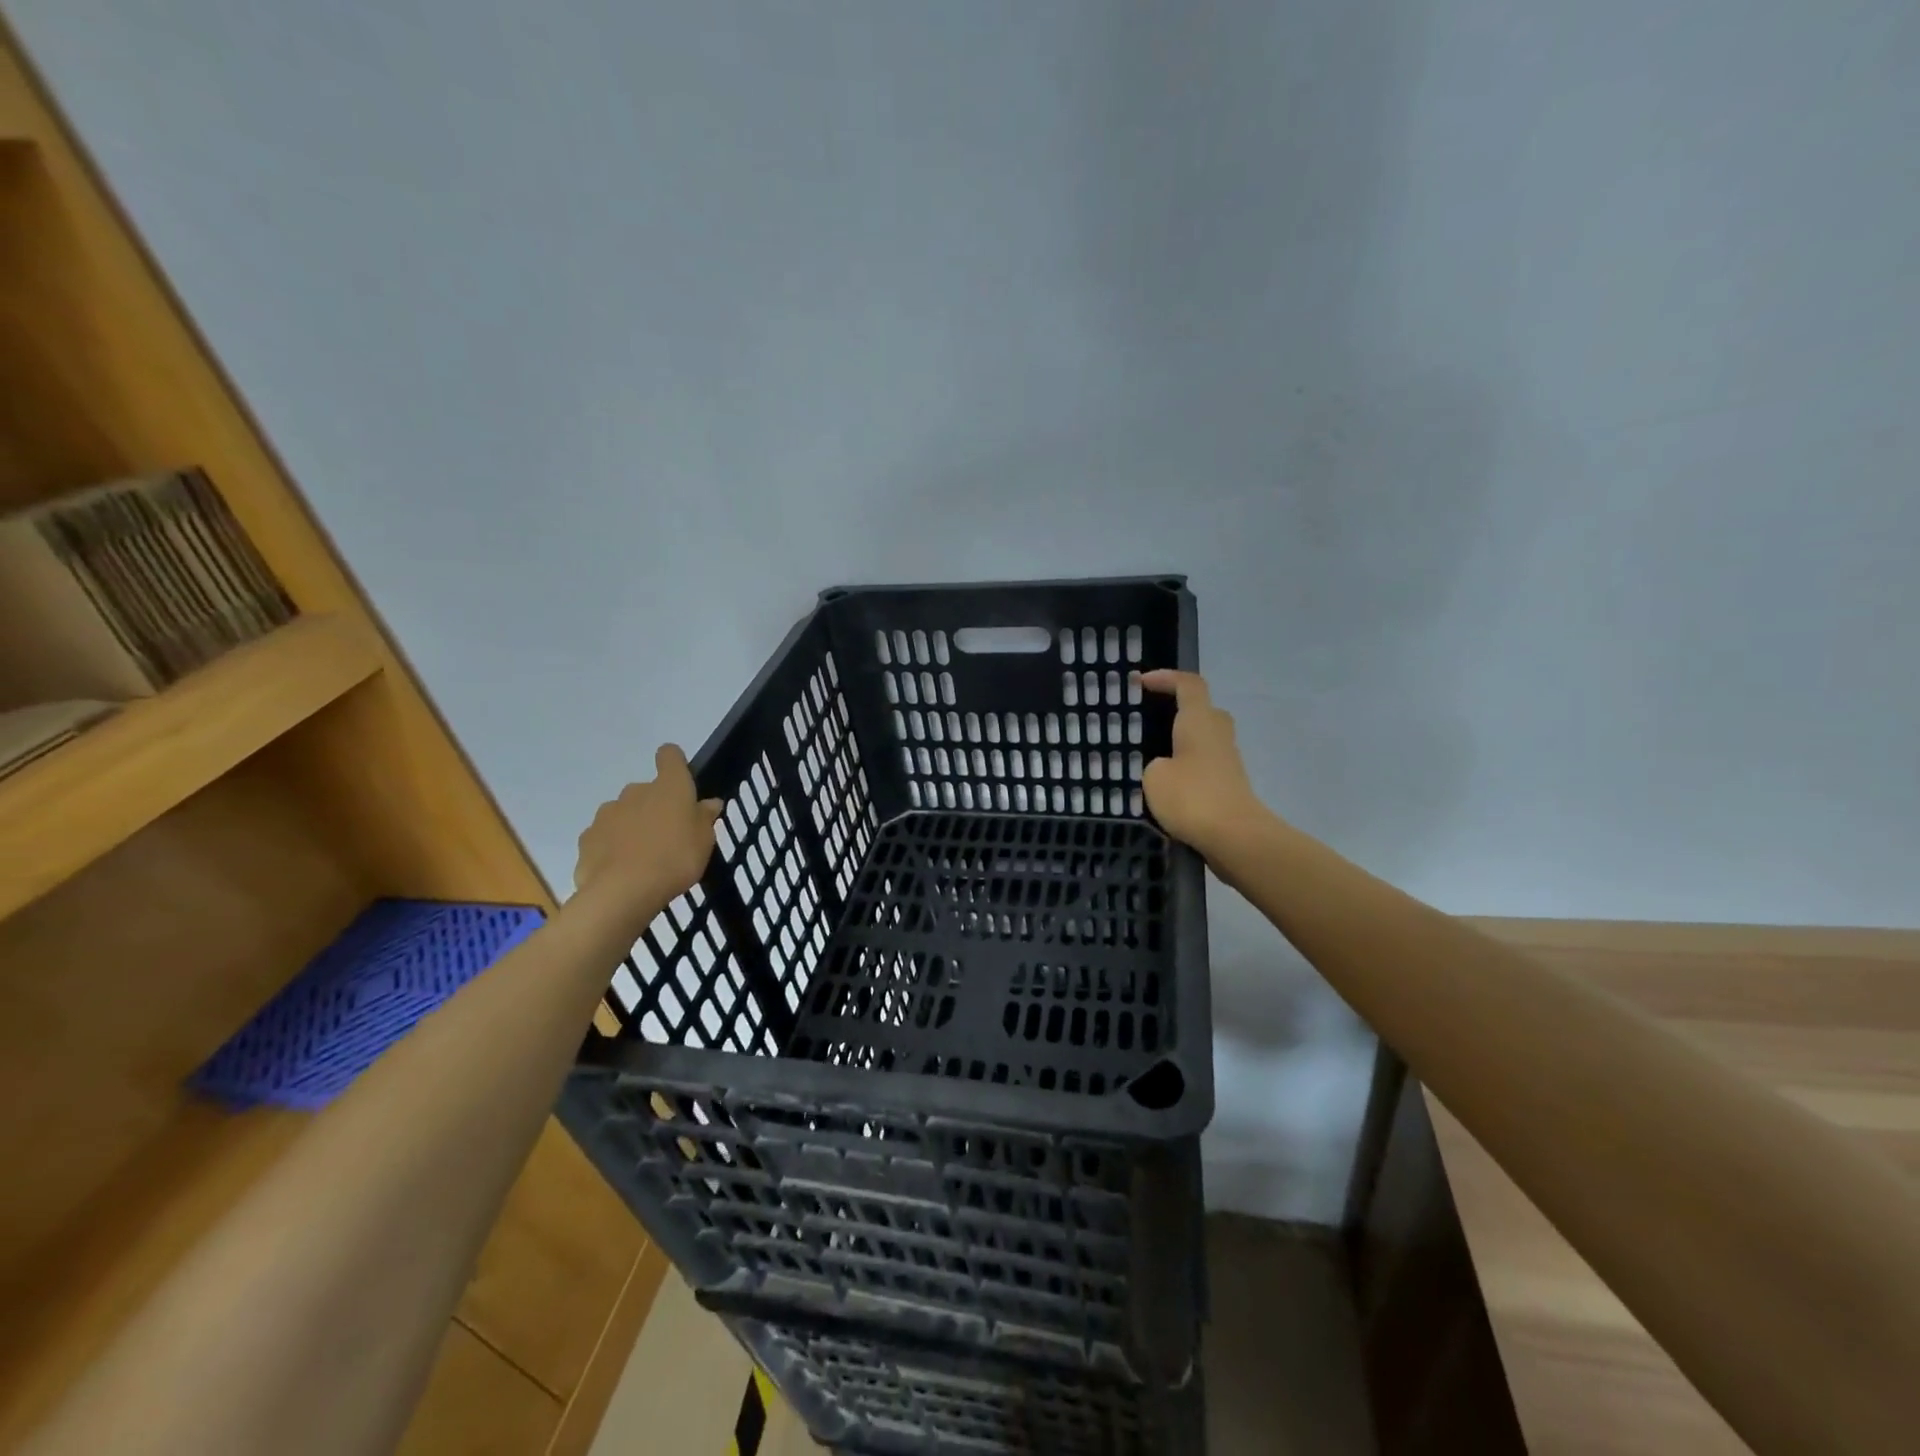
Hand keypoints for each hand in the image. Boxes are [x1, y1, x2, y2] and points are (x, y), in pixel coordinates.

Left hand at [573, 745, 722, 926]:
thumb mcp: (704, 841)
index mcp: (669, 787)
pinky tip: (622, 870)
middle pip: (646, 790)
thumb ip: (704, 818)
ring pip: (623, 813)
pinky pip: (605, 837)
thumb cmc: (675, 859)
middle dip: (655, 806)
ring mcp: (607, 814)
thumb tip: (708, 803)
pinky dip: (612, 847)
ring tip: (643, 857)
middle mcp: (636, 791)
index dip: (674, 762)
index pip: (670, 755)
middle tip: (667, 835)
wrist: (623, 892)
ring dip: (632, 826)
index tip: (680, 779)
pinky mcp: (587, 838)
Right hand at [1140, 671, 1264, 854]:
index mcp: (1199, 721)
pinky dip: (1188, 768)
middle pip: (1203, 710)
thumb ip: (1155, 765)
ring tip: (1154, 756)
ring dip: (1183, 742)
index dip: (1166, 678)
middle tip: (1152, 720)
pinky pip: (1205, 766)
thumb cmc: (1192, 797)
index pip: (1188, 684)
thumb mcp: (1154, 776)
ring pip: (1205, 739)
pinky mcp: (1230, 786)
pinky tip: (1167, 787)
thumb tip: (1165, 768)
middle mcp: (1218, 734)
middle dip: (1179, 710)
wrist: (1235, 837)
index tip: (1141, 682)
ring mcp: (1228, 761)